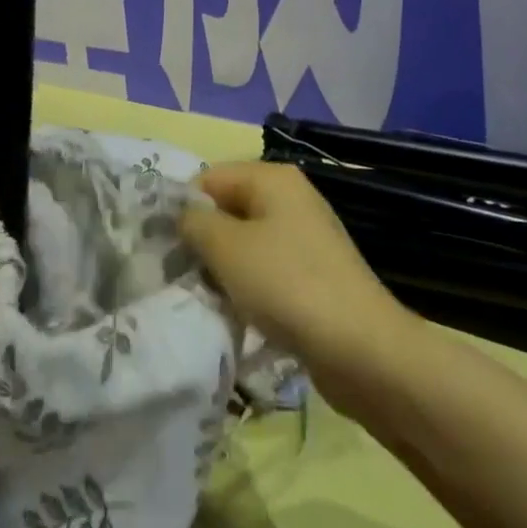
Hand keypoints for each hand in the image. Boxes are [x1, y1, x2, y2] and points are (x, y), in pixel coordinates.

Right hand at [180, 161, 415, 406]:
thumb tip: (184, 216)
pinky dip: (249, 287)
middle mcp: (292, 198)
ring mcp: (306, 237)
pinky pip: (268, 269)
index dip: (184, 208)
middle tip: (181, 273)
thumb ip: (195, 223)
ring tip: (207, 296)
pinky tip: (238, 312)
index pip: (210, 177)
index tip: (164, 245)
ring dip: (224, 268)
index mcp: (273, 178)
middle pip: (229, 208)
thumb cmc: (287, 285)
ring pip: (246, 242)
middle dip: (204, 239)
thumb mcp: (226, 248)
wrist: (362, 349)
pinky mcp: (314, 274)